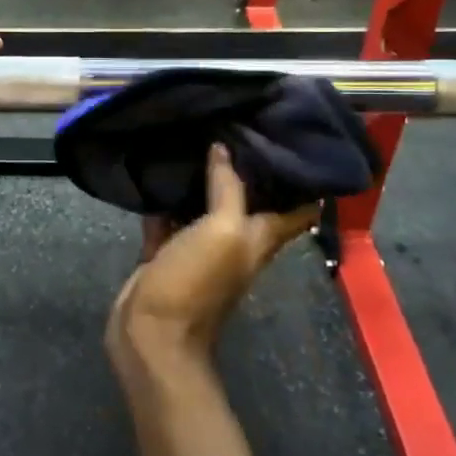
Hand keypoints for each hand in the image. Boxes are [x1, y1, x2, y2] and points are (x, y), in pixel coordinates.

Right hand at [105, 146, 318, 388]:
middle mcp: (235, 240)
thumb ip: (228, 189)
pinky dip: (163, 197)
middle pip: (248, 200)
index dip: (303, 177)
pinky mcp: (166, 252)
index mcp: (260, 238)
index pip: (298, 208)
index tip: (297, 138)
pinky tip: (156, 168)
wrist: (152, 332)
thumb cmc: (197, 281)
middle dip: (246, 166)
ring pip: (205, 205)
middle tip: (237, 123)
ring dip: (202, 177)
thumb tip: (223, 149)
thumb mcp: (223, 231)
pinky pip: (167, 218)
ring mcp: (198, 248)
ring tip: (195, 133)